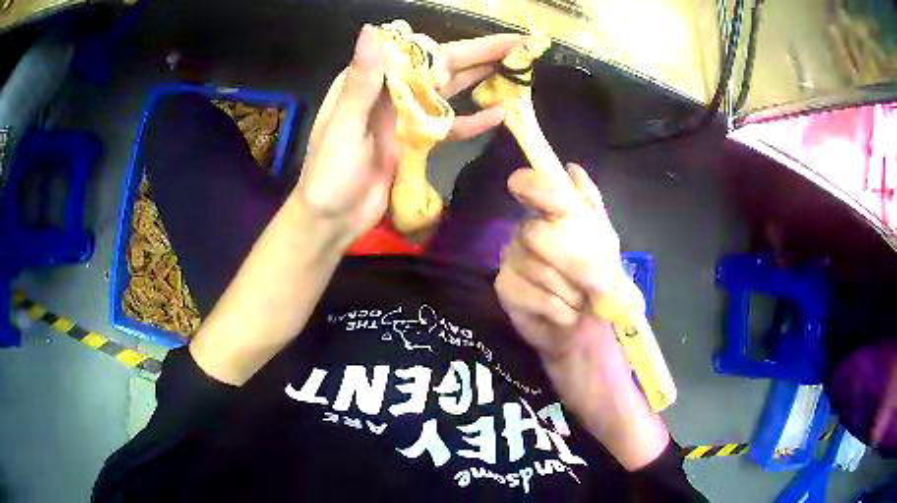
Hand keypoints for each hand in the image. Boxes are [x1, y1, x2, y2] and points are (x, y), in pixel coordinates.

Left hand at [294, 25, 524, 242]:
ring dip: (481, 80)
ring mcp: (406, 116)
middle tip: (520, 47)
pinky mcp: (417, 141)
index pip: (420, 53)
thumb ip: (362, 81)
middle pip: (441, 67)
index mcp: (371, 81)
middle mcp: (392, 92)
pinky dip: (472, 120)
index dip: (458, 44)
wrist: (332, 219)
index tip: (494, 38)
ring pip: (450, 91)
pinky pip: (449, 126)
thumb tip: (371, 31)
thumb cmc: (329, 174)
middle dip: (481, 55)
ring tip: (517, 72)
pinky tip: (500, 114)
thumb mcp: (341, 126)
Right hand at [496, 164, 620, 362]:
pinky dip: (561, 310)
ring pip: (540, 270)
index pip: (538, 189)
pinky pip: (535, 296)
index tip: (521, 186)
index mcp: (553, 214)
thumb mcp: (608, 246)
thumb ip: (593, 208)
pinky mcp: (504, 287)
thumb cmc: (598, 284)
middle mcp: (527, 229)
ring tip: (581, 302)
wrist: (586, 328)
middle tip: (599, 285)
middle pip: (539, 234)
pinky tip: (565, 314)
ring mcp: (512, 258)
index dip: (534, 186)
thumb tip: (573, 169)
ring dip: (573, 293)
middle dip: (577, 264)